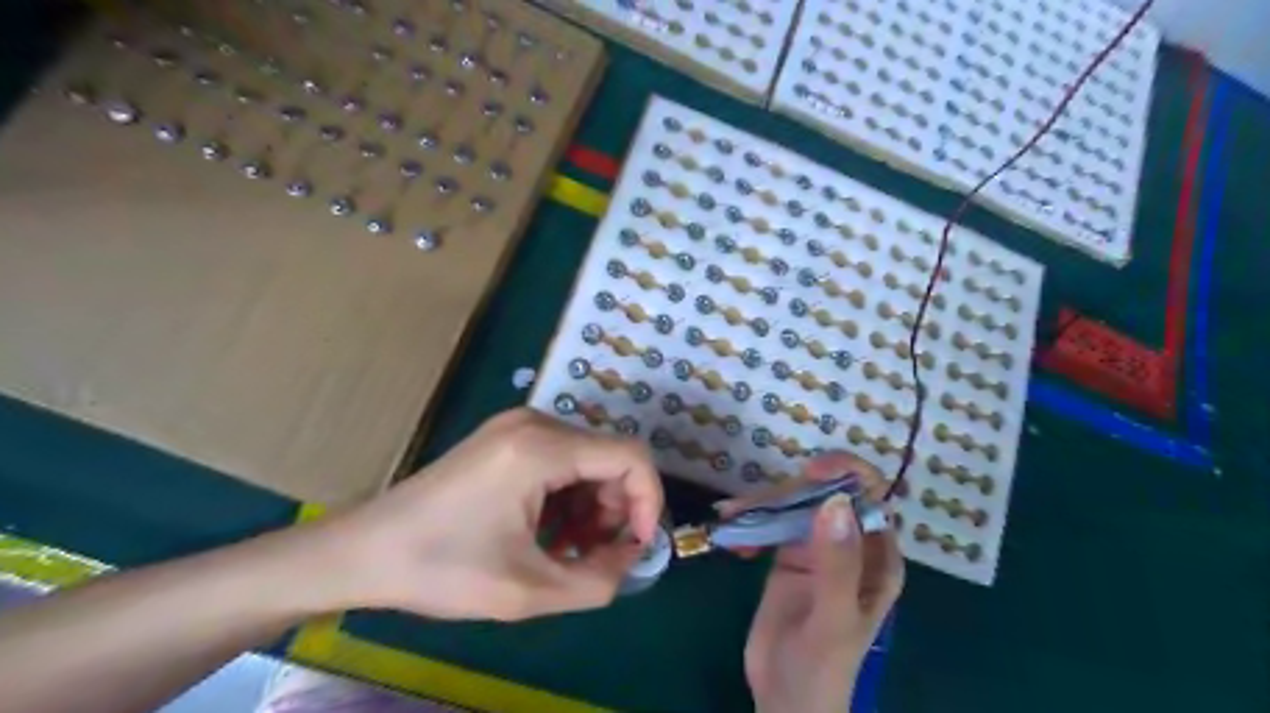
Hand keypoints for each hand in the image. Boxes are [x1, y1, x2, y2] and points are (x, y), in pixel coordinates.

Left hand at [314, 408, 666, 620]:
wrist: (364, 549)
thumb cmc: (442, 568)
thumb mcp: (528, 590)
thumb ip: (599, 580)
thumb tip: (631, 555)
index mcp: (542, 447)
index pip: (631, 457)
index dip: (649, 502)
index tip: (635, 547)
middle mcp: (536, 422)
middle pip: (610, 457)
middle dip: (615, 509)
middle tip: (596, 555)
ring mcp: (518, 426)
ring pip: (587, 459)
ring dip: (592, 506)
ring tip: (569, 549)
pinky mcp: (507, 437)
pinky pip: (561, 460)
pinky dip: (568, 496)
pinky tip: (549, 531)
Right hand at [725, 454, 902, 710]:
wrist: (784, 700)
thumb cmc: (822, 668)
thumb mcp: (834, 619)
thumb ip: (837, 564)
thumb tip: (835, 502)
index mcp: (877, 557)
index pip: (872, 497)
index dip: (847, 474)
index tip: (809, 471)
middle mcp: (850, 544)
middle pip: (824, 494)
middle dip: (789, 491)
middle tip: (749, 506)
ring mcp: (816, 546)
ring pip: (794, 504)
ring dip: (761, 503)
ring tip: (730, 515)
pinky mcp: (787, 554)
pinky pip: (770, 522)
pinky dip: (750, 521)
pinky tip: (732, 535)